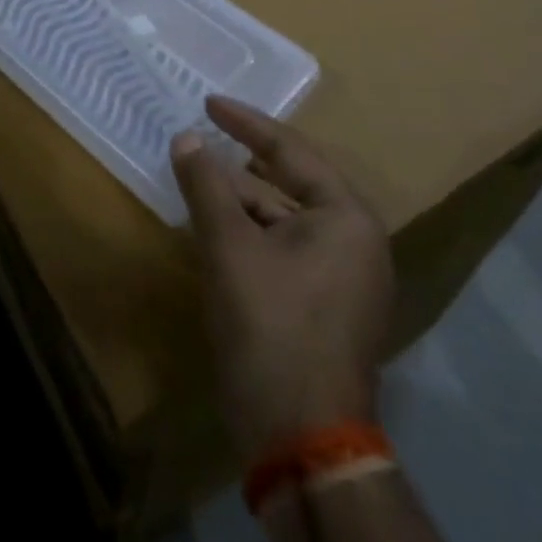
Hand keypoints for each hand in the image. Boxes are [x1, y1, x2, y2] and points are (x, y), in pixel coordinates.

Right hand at [171, 96, 393, 457]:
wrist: (301, 438)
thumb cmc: (271, 325)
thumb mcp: (229, 246)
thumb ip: (206, 184)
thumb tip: (187, 138)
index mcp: (346, 218)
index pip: (291, 151)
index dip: (246, 123)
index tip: (208, 102)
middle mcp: (354, 242)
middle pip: (288, 184)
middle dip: (239, 165)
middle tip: (199, 139)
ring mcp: (343, 279)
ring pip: (281, 220)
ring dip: (238, 201)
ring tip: (196, 180)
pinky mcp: (323, 307)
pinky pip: (282, 249)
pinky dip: (247, 234)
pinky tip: (212, 228)